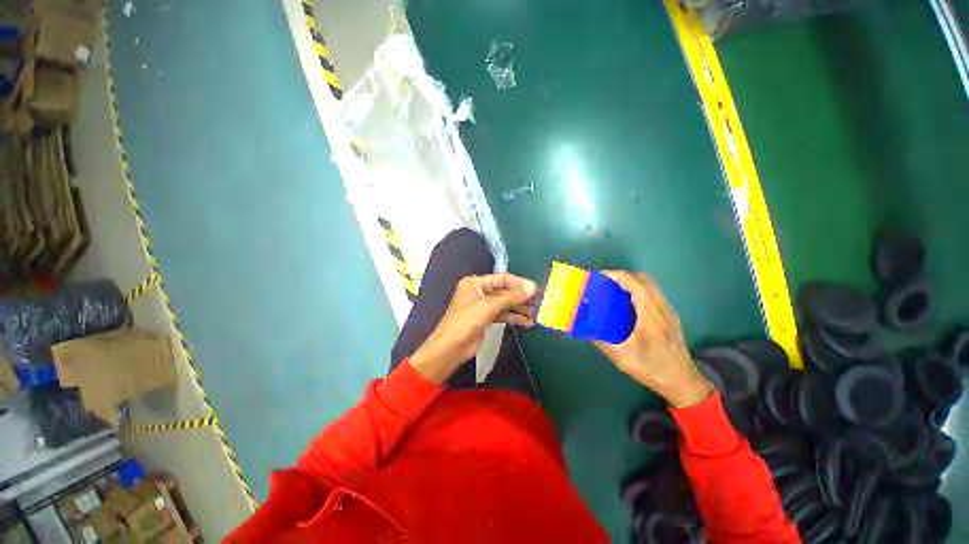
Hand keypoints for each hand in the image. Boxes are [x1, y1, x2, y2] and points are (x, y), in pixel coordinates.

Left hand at [410, 273, 537, 383]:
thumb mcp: (489, 306)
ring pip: (505, 304)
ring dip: (519, 308)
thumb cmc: (466, 322)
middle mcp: (479, 292)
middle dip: (520, 297)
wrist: (451, 348)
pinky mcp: (485, 318)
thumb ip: (511, 297)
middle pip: (504, 291)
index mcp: (476, 283)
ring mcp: (482, 306)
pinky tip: (526, 322)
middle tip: (538, 302)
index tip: (535, 289)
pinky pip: (502, 314)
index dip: (519, 283)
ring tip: (535, 314)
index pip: (502, 278)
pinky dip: (514, 317)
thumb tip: (532, 288)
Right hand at [593, 271, 712, 407]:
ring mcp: (669, 311)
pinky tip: (627, 303)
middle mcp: (662, 308)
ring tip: (613, 289)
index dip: (617, 275)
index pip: (635, 284)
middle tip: (605, 282)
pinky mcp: (670, 316)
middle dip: (623, 275)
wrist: (683, 383)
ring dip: (632, 281)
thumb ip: (601, 342)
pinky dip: (639, 289)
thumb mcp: (622, 358)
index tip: (600, 276)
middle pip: (644, 279)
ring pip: (651, 285)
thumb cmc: (652, 369)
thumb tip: (584, 329)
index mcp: (650, 316)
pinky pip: (654, 293)